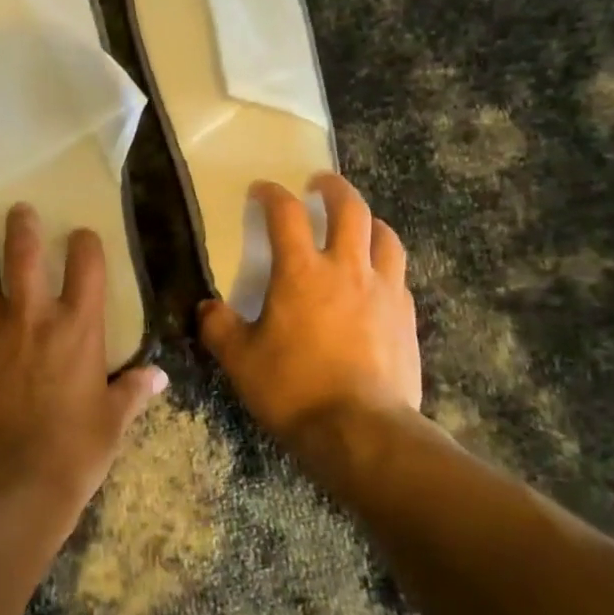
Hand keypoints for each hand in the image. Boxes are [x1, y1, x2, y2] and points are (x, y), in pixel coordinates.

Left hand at [0, 204, 167, 541]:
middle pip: (22, 254)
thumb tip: (159, 378)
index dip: (85, 243)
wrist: (4, 482)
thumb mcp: (110, 424)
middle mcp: (30, 317)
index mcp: (76, 328)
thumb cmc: (70, 453)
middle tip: (18, 210)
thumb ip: (132, 393)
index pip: (86, 266)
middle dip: (20, 226)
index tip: (81, 233)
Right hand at [199, 173, 421, 443]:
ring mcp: (383, 291)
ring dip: (368, 221)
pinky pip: (398, 274)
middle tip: (320, 184)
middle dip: (334, 188)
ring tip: (357, 223)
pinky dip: (384, 263)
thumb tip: (207, 308)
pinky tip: (376, 278)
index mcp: (301, 272)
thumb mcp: (240, 360)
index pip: (286, 214)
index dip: (272, 194)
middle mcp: (346, 269)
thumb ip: (218, 327)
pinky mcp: (406, 317)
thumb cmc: (293, 388)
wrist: (361, 431)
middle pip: (349, 209)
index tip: (261, 190)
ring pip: (384, 236)